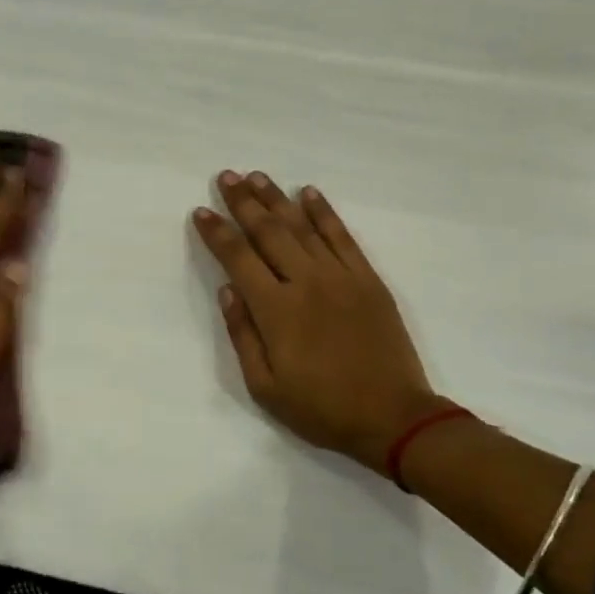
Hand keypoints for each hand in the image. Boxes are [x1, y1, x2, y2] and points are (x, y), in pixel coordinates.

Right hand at [193, 172, 444, 470]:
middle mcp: (306, 282)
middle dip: (243, 202)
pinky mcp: (368, 279)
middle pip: (268, 231)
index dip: (217, 232)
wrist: (393, 417)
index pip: (238, 259)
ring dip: (277, 198)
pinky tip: (309, 193)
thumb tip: (227, 290)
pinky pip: (343, 236)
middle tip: (226, 176)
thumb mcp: (265, 387)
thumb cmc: (322, 408)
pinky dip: (325, 212)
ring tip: (257, 176)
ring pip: (302, 226)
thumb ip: (243, 335)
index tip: (201, 211)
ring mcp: (340, 276)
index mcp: (276, 310)